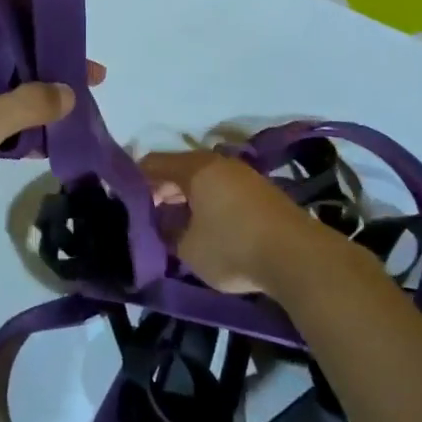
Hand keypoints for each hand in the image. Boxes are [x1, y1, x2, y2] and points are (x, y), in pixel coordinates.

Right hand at [141, 149, 341, 297]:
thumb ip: (167, 232)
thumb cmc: (233, 247)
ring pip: (203, 181)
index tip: (123, 201)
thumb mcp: (188, 248)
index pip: (152, 163)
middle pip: (178, 169)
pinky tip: (205, 226)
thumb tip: (160, 223)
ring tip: (174, 224)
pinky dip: (207, 203)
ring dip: (185, 198)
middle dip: (160, 191)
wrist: (299, 257)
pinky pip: (222, 191)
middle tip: (146, 216)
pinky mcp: (262, 193)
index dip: (134, 180)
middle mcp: (218, 163)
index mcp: (195, 168)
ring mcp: (243, 176)